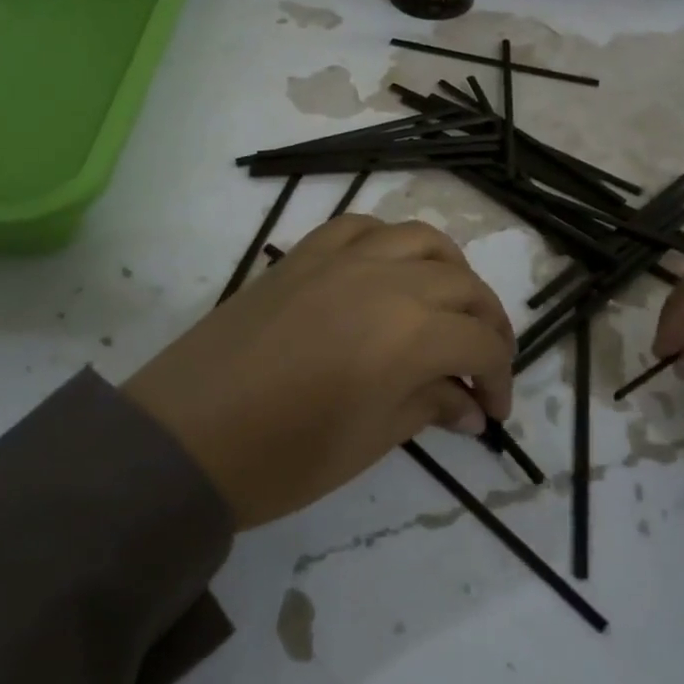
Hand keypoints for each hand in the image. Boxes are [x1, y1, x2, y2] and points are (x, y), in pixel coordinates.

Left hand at [125, 216, 514, 528]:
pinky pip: (362, 227)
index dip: (499, 377)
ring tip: (448, 310)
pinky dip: (390, 243)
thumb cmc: (282, 456)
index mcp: (410, 331)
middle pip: (463, 285)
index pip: (481, 341)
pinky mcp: (303, 254)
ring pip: (421, 240)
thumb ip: (428, 407)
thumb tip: (469, 406)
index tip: (493, 411)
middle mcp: (386, 278)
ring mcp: (341, 257)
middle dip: (488, 325)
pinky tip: (389, 272)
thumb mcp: (370, 440)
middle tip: (484, 365)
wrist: (184, 436)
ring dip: (450, 273)